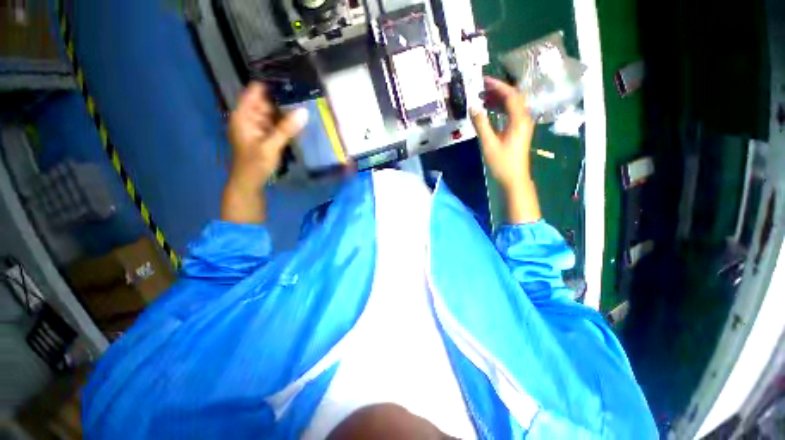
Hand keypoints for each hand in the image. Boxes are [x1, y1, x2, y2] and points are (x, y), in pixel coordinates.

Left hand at [227, 82, 307, 190]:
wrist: (249, 183)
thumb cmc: (255, 164)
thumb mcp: (271, 146)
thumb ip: (287, 129)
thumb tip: (304, 111)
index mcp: (243, 115)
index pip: (256, 91)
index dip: (271, 84)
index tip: (291, 79)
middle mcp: (249, 117)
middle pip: (266, 101)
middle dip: (282, 98)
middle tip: (304, 93)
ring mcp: (257, 126)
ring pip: (272, 112)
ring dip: (286, 110)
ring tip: (305, 103)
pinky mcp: (264, 135)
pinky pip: (275, 123)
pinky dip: (285, 122)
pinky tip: (299, 120)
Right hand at [470, 76, 534, 191]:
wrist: (514, 179)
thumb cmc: (502, 162)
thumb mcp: (489, 143)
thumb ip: (481, 124)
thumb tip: (473, 107)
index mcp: (519, 119)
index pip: (511, 95)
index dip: (497, 86)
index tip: (483, 81)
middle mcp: (524, 118)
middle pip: (513, 98)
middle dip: (498, 91)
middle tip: (481, 88)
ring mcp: (522, 125)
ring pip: (512, 106)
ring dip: (499, 100)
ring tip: (483, 98)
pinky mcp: (519, 131)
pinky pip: (511, 114)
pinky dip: (500, 110)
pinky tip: (490, 111)